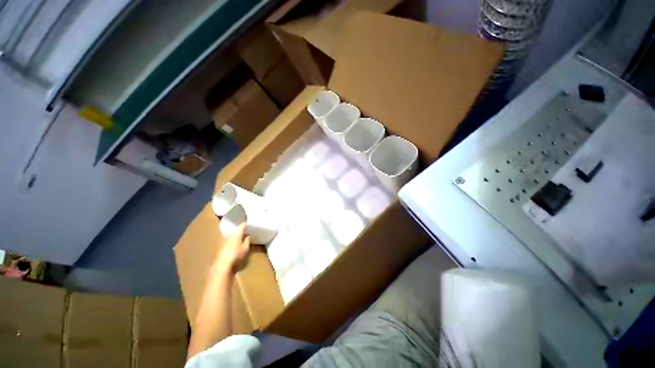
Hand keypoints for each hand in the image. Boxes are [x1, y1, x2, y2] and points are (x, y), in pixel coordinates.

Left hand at [216, 223, 250, 272]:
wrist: (222, 264)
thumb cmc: (236, 254)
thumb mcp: (245, 247)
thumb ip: (247, 240)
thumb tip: (248, 235)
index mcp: (236, 233)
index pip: (242, 225)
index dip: (247, 224)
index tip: (250, 225)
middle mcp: (229, 234)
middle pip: (236, 230)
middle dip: (241, 231)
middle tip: (247, 232)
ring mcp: (224, 240)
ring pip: (232, 235)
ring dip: (237, 236)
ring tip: (242, 238)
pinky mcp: (221, 246)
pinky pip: (229, 240)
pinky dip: (233, 240)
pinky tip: (236, 244)